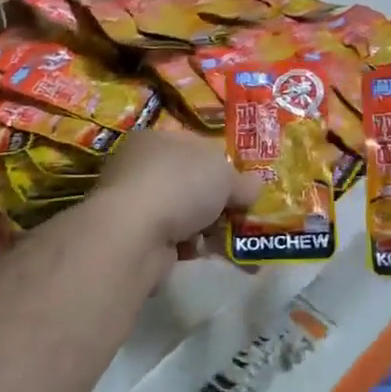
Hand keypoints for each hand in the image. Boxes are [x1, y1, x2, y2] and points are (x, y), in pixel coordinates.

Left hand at [93, 130, 260, 252]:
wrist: (134, 233)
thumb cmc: (180, 185)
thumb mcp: (224, 174)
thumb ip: (242, 181)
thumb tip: (256, 186)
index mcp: (157, 139)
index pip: (195, 147)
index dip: (222, 164)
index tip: (243, 185)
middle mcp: (141, 167)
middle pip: (191, 183)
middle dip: (219, 202)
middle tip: (244, 215)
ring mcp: (135, 204)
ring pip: (184, 214)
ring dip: (209, 228)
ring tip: (235, 241)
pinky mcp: (135, 237)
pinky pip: (175, 239)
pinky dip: (193, 246)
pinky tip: (207, 253)